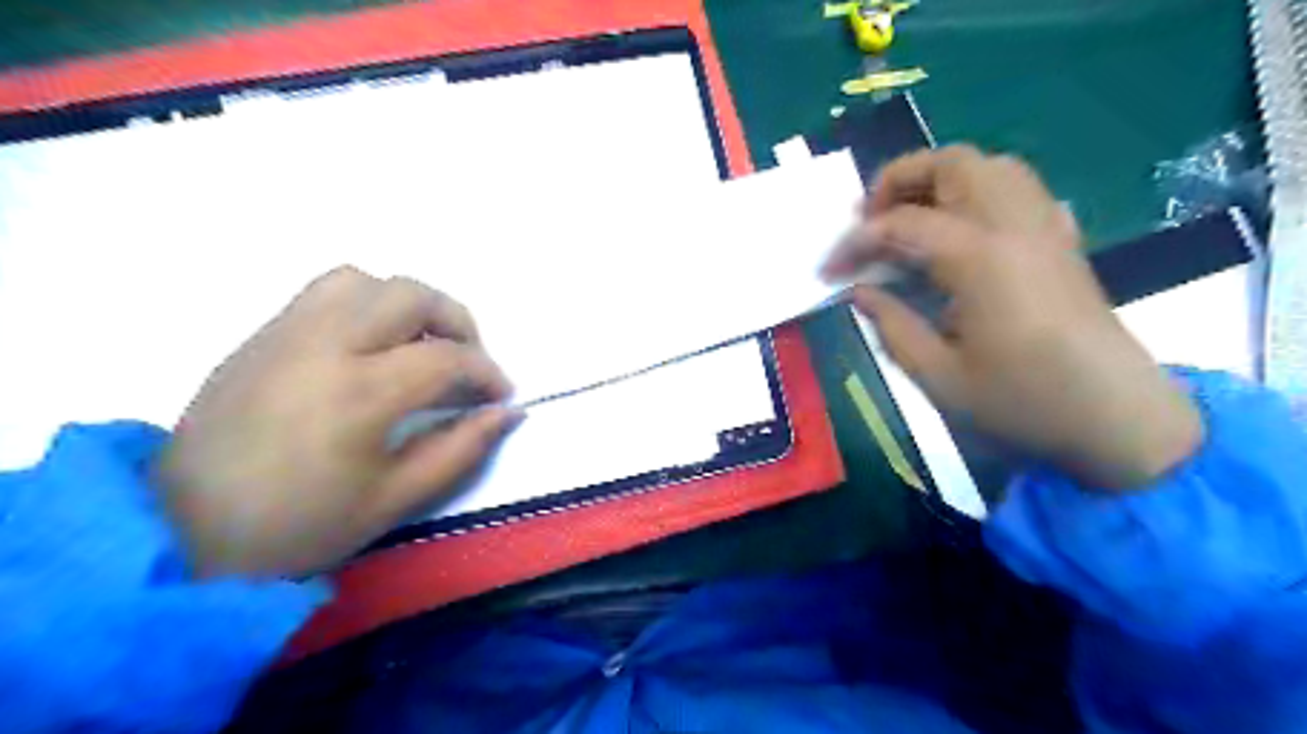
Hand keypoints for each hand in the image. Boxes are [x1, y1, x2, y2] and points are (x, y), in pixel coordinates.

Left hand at [155, 268, 514, 575]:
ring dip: (407, 304)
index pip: (447, 358)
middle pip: (411, 296)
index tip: (501, 395)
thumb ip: (461, 450)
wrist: (180, 532)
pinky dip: (365, 305)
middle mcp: (324, 345)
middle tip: (468, 362)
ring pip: (365, 280)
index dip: (487, 373)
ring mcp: (286, 333)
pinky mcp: (261, 335)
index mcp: (360, 393)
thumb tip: (509, 412)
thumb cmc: (298, 526)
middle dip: (457, 322)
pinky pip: (325, 292)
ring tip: (419, 345)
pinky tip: (370, 346)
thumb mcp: (394, 500)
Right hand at [820, 146, 1198, 488]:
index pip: (900, 225)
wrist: (1117, 418)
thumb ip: (892, 325)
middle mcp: (1014, 226)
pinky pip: (1018, 190)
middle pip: (953, 164)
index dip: (854, 244)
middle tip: (868, 223)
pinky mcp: (1061, 241)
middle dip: (898, 181)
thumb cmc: (1023, 402)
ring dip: (939, 181)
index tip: (827, 273)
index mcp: (980, 259)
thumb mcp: (939, 377)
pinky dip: (978, 194)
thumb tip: (860, 291)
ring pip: (990, 167)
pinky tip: (961, 232)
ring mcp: (1044, 228)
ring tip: (908, 221)